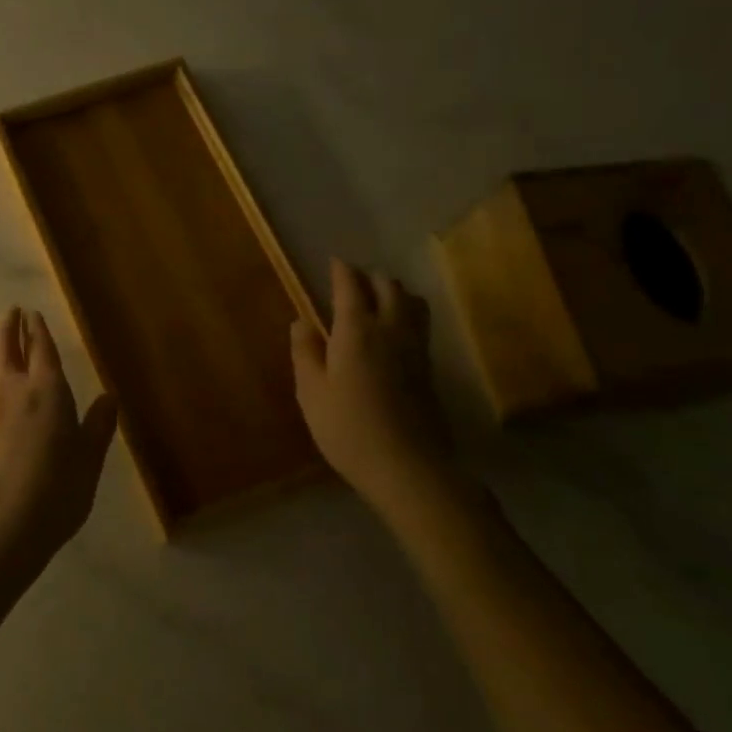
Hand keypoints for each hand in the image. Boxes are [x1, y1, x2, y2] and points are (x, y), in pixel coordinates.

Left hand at [0, 308, 117, 572]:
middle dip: (7, 323)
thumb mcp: (89, 461)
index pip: (41, 346)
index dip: (37, 327)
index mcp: (46, 390)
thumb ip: (99, 426)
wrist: (0, 526)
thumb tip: (109, 397)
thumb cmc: (56, 494)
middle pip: (3, 342)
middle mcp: (9, 387)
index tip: (33, 314)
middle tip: (11, 313)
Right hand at [290, 260, 457, 518]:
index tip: (334, 262)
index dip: (341, 271)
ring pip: (412, 302)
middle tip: (350, 282)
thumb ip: (305, 352)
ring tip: (376, 300)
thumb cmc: (348, 429)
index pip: (351, 286)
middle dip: (369, 277)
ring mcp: (416, 348)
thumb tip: (302, 321)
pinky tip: (393, 329)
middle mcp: (391, 330)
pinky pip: (420, 324)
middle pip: (388, 287)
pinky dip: (406, 313)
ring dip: (394, 292)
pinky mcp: (429, 368)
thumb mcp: (311, 392)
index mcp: (357, 331)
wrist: (409, 468)